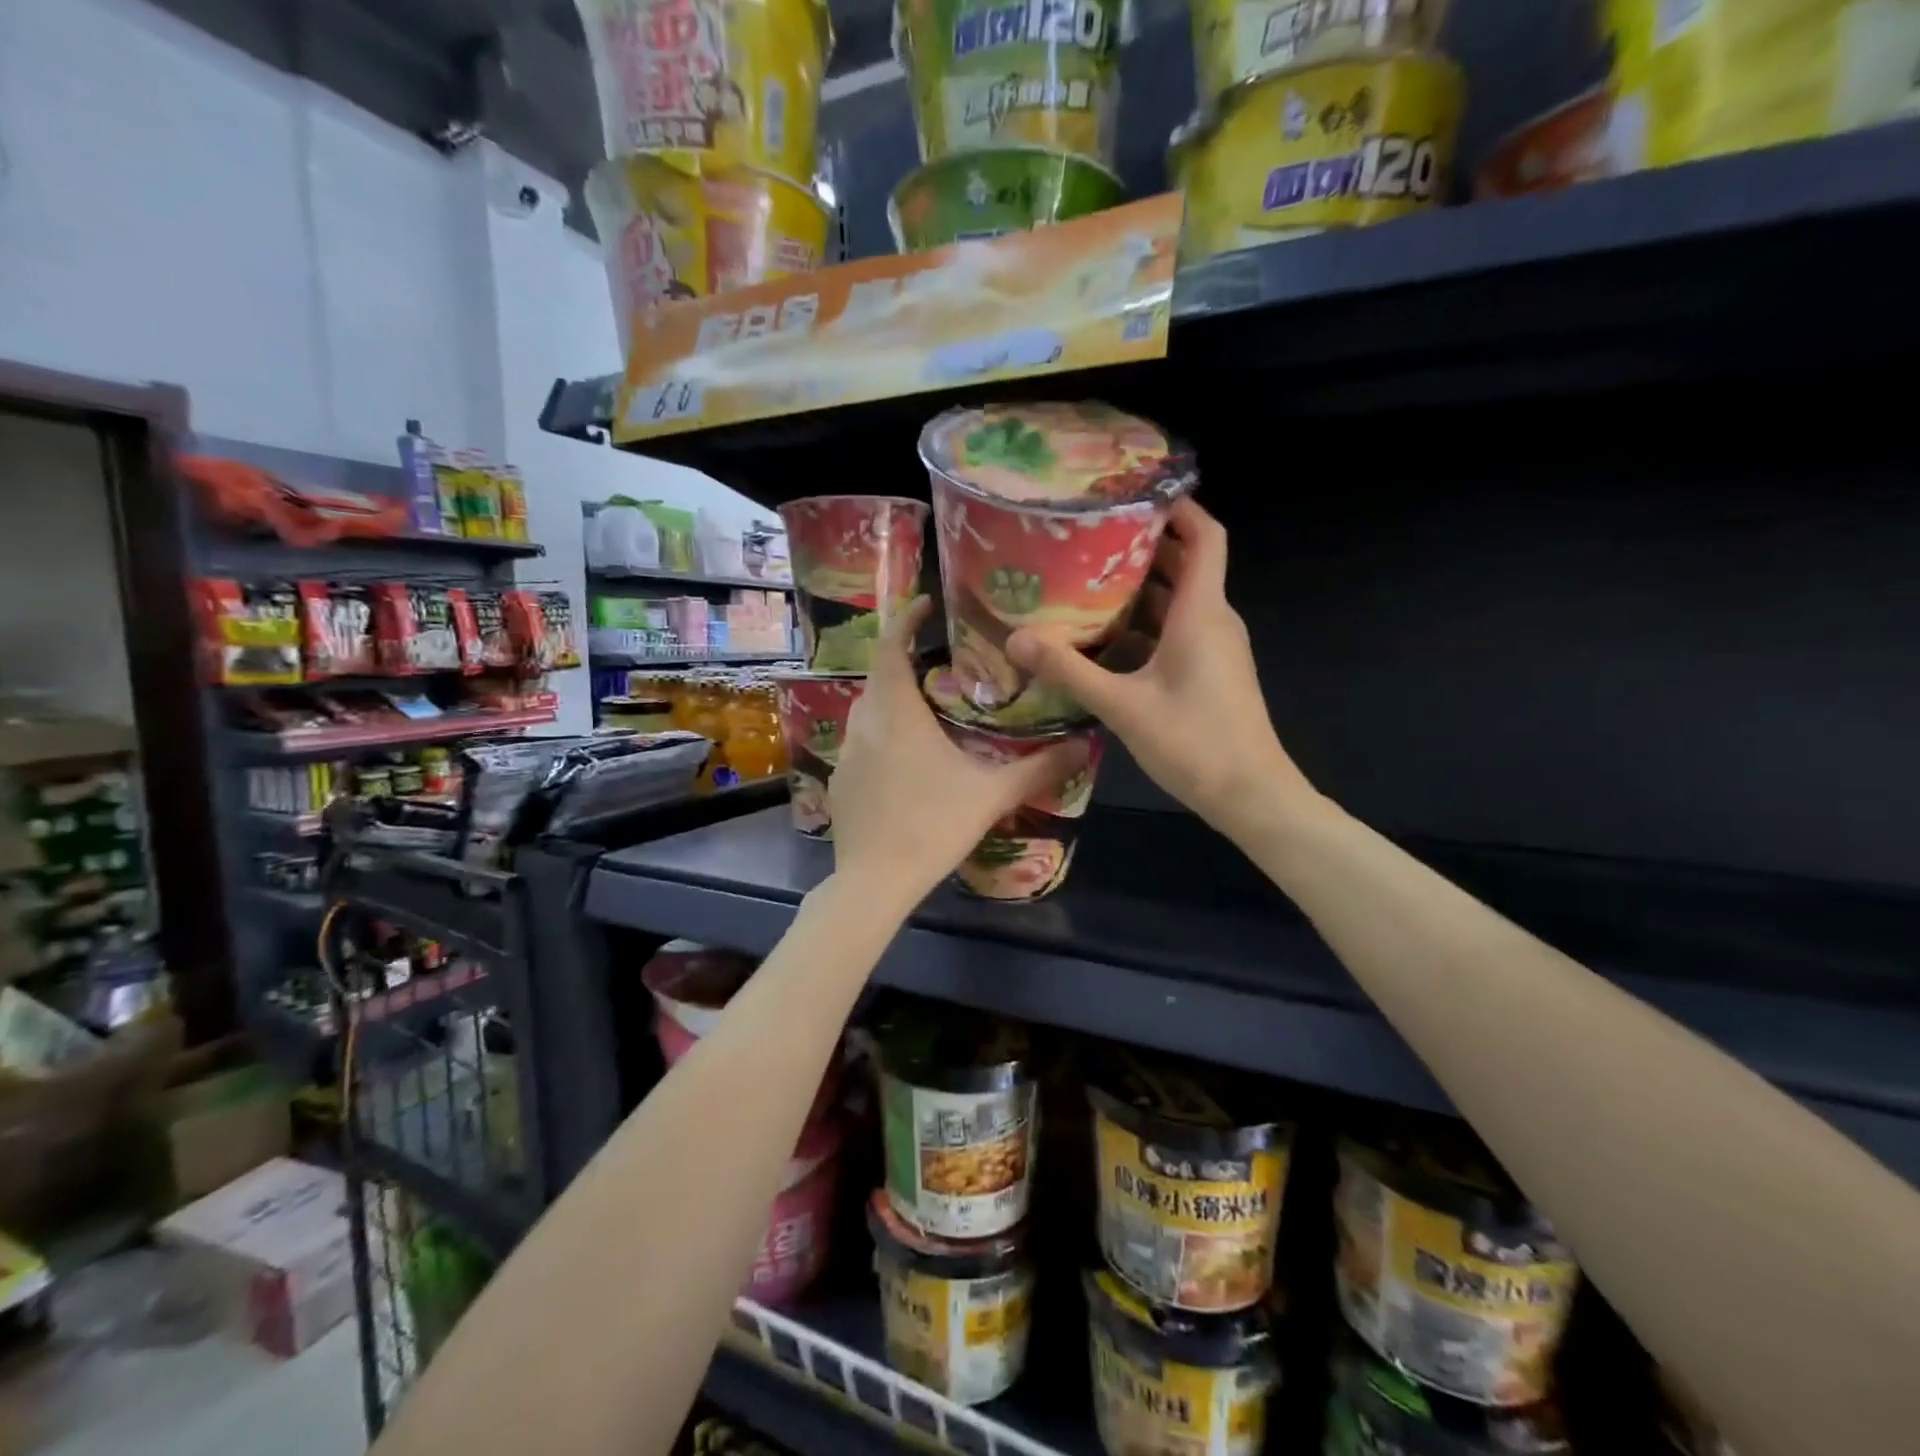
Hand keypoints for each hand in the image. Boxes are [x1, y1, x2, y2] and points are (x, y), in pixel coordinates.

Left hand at [830, 598, 1078, 910]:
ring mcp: (846, 754)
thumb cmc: (933, 826)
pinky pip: (861, 743)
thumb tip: (1085, 745)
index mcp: (897, 713)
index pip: (891, 647)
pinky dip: (882, 737)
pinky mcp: (840, 781)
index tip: (925, 603)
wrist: (875, 882)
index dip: (905, 618)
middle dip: (905, 662)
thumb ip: (1039, 768)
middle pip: (880, 677)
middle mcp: (864, 724)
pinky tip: (907, 762)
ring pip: (868, 712)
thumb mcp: (991, 795)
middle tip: (941, 664)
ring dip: (893, 701)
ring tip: (928, 710)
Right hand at [1006, 499, 1317, 837]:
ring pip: (1178, 601)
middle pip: (1185, 564)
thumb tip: (1015, 640)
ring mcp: (1214, 648)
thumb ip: (1069, 670)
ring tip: (1086, 579)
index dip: (1178, 507)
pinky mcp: (1209, 672)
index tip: (1134, 494)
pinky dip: (1145, 625)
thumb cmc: (1194, 742)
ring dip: (1140, 588)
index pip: (1205, 536)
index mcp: (1201, 612)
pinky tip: (1104, 638)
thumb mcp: (1123, 705)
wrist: (1250, 795)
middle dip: (1143, 545)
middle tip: (1090, 536)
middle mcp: (1213, 620)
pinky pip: (1176, 632)